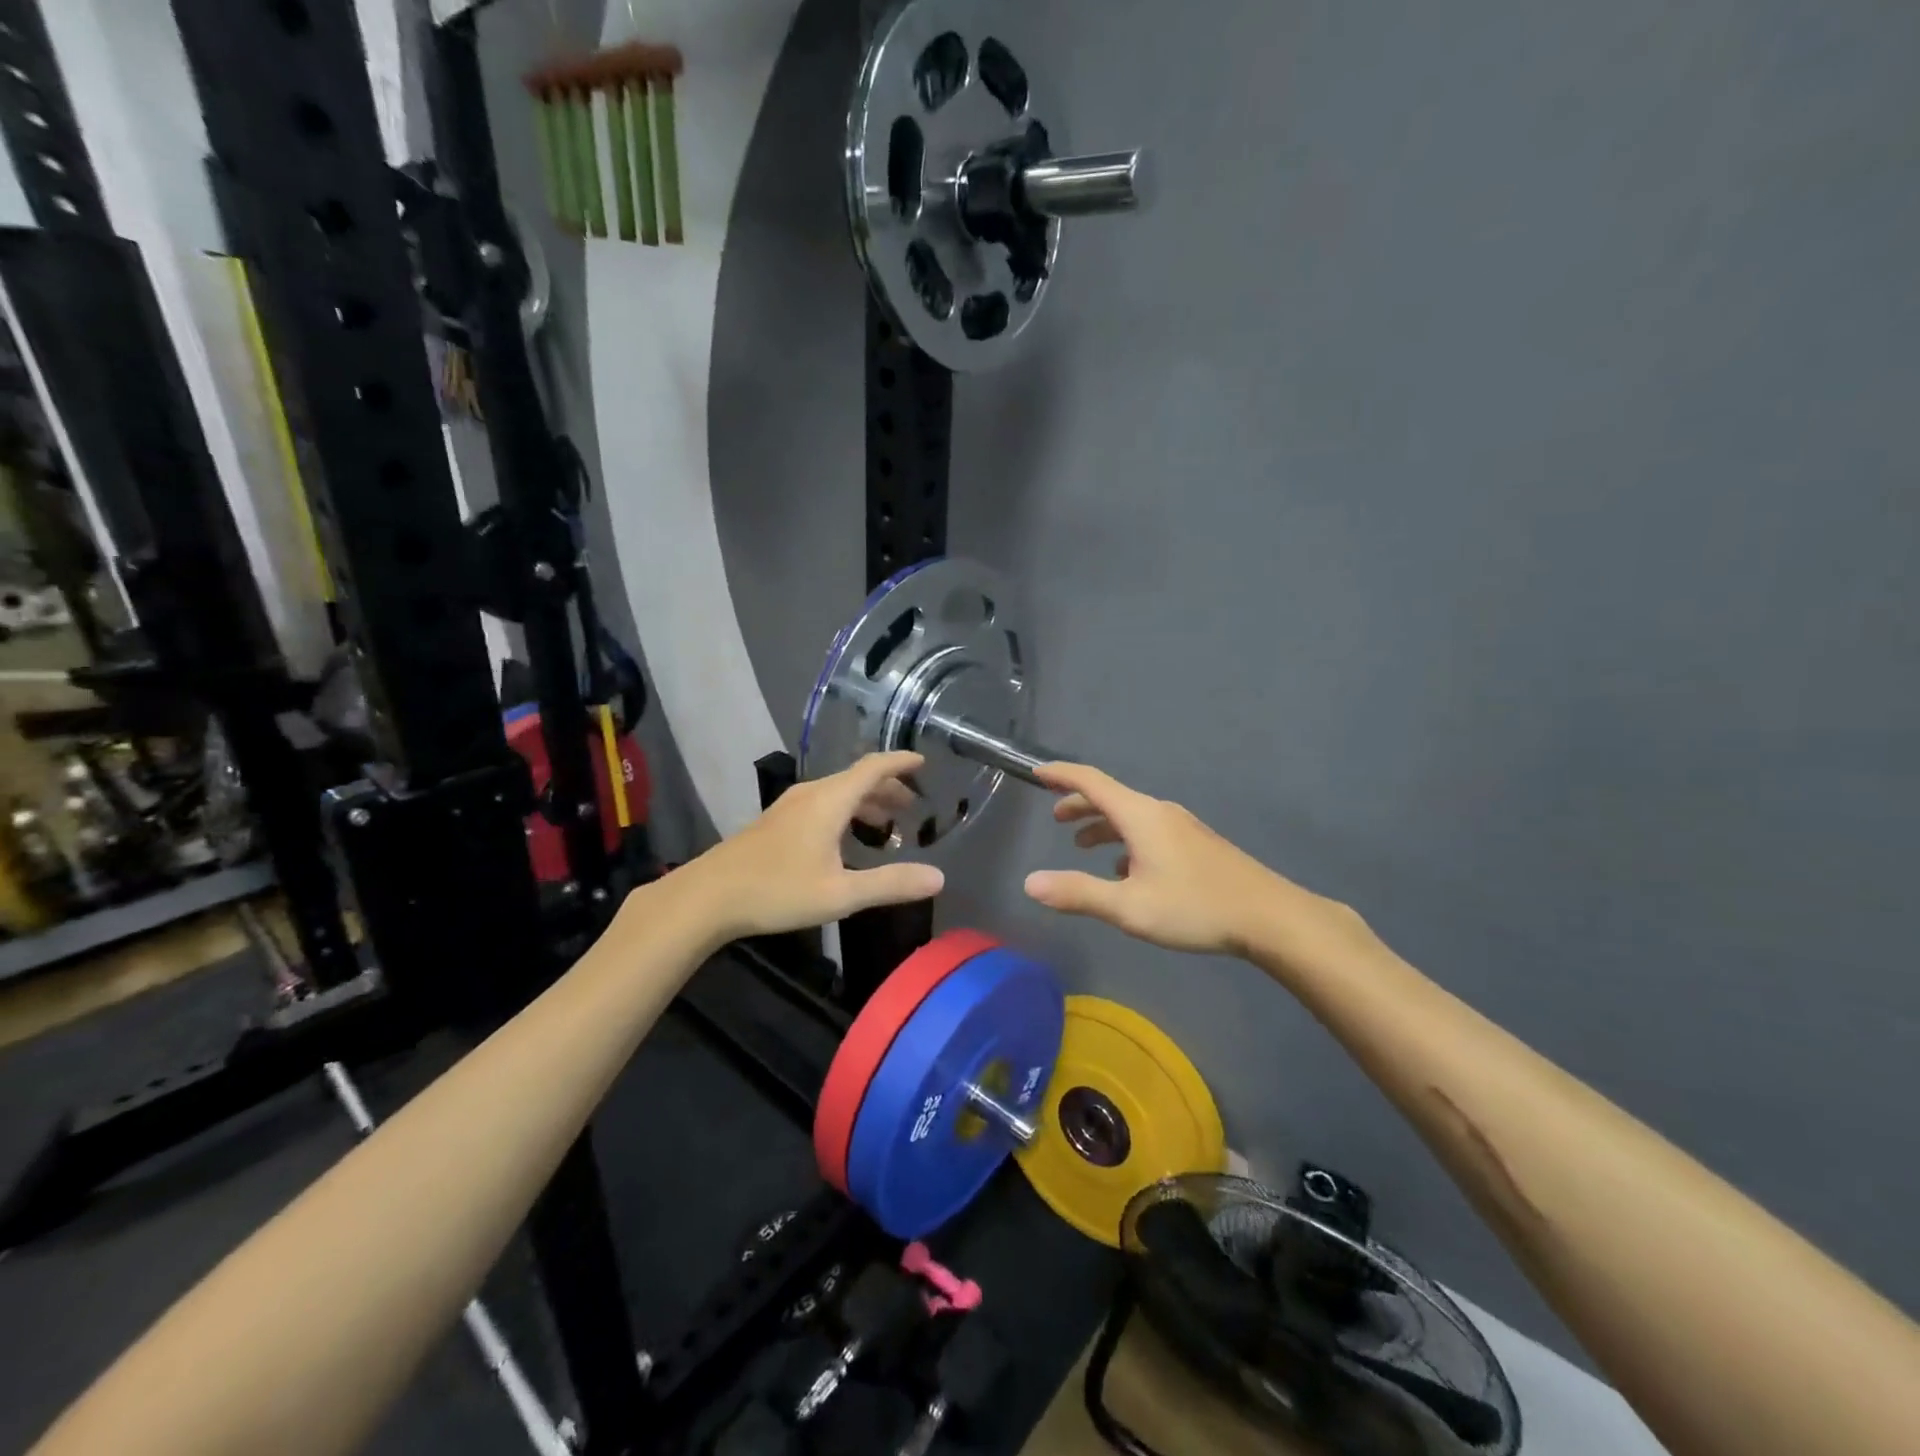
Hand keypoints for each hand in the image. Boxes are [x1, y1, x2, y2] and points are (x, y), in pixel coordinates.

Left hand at [684, 752, 943, 940]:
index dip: (900, 762)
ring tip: (887, 825)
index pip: (873, 767)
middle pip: (857, 779)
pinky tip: (846, 839)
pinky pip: (823, 804)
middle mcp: (811, 794)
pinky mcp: (776, 822)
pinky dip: (846, 812)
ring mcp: (790, 806)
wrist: (708, 896)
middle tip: (913, 807)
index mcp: (830, 800)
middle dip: (888, 788)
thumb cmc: (777, 890)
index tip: (924, 763)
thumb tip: (939, 878)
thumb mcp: (841, 893)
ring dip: (866, 802)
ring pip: (838, 793)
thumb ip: (890, 884)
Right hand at [1024, 763, 1350, 961]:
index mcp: (1140, 816)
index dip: (1061, 774)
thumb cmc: (1194, 907)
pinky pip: (1149, 831)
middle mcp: (1159, 812)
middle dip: (1079, 805)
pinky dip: (1126, 841)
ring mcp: (1182, 827)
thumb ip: (1078, 893)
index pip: (1091, 781)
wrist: (1269, 917)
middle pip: (1111, 797)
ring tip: (1083, 846)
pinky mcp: (1196, 844)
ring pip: (1131, 816)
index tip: (1036, 772)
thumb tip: (1030, 882)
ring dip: (1102, 825)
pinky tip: (1126, 871)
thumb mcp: (1128, 907)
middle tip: (1056, 819)